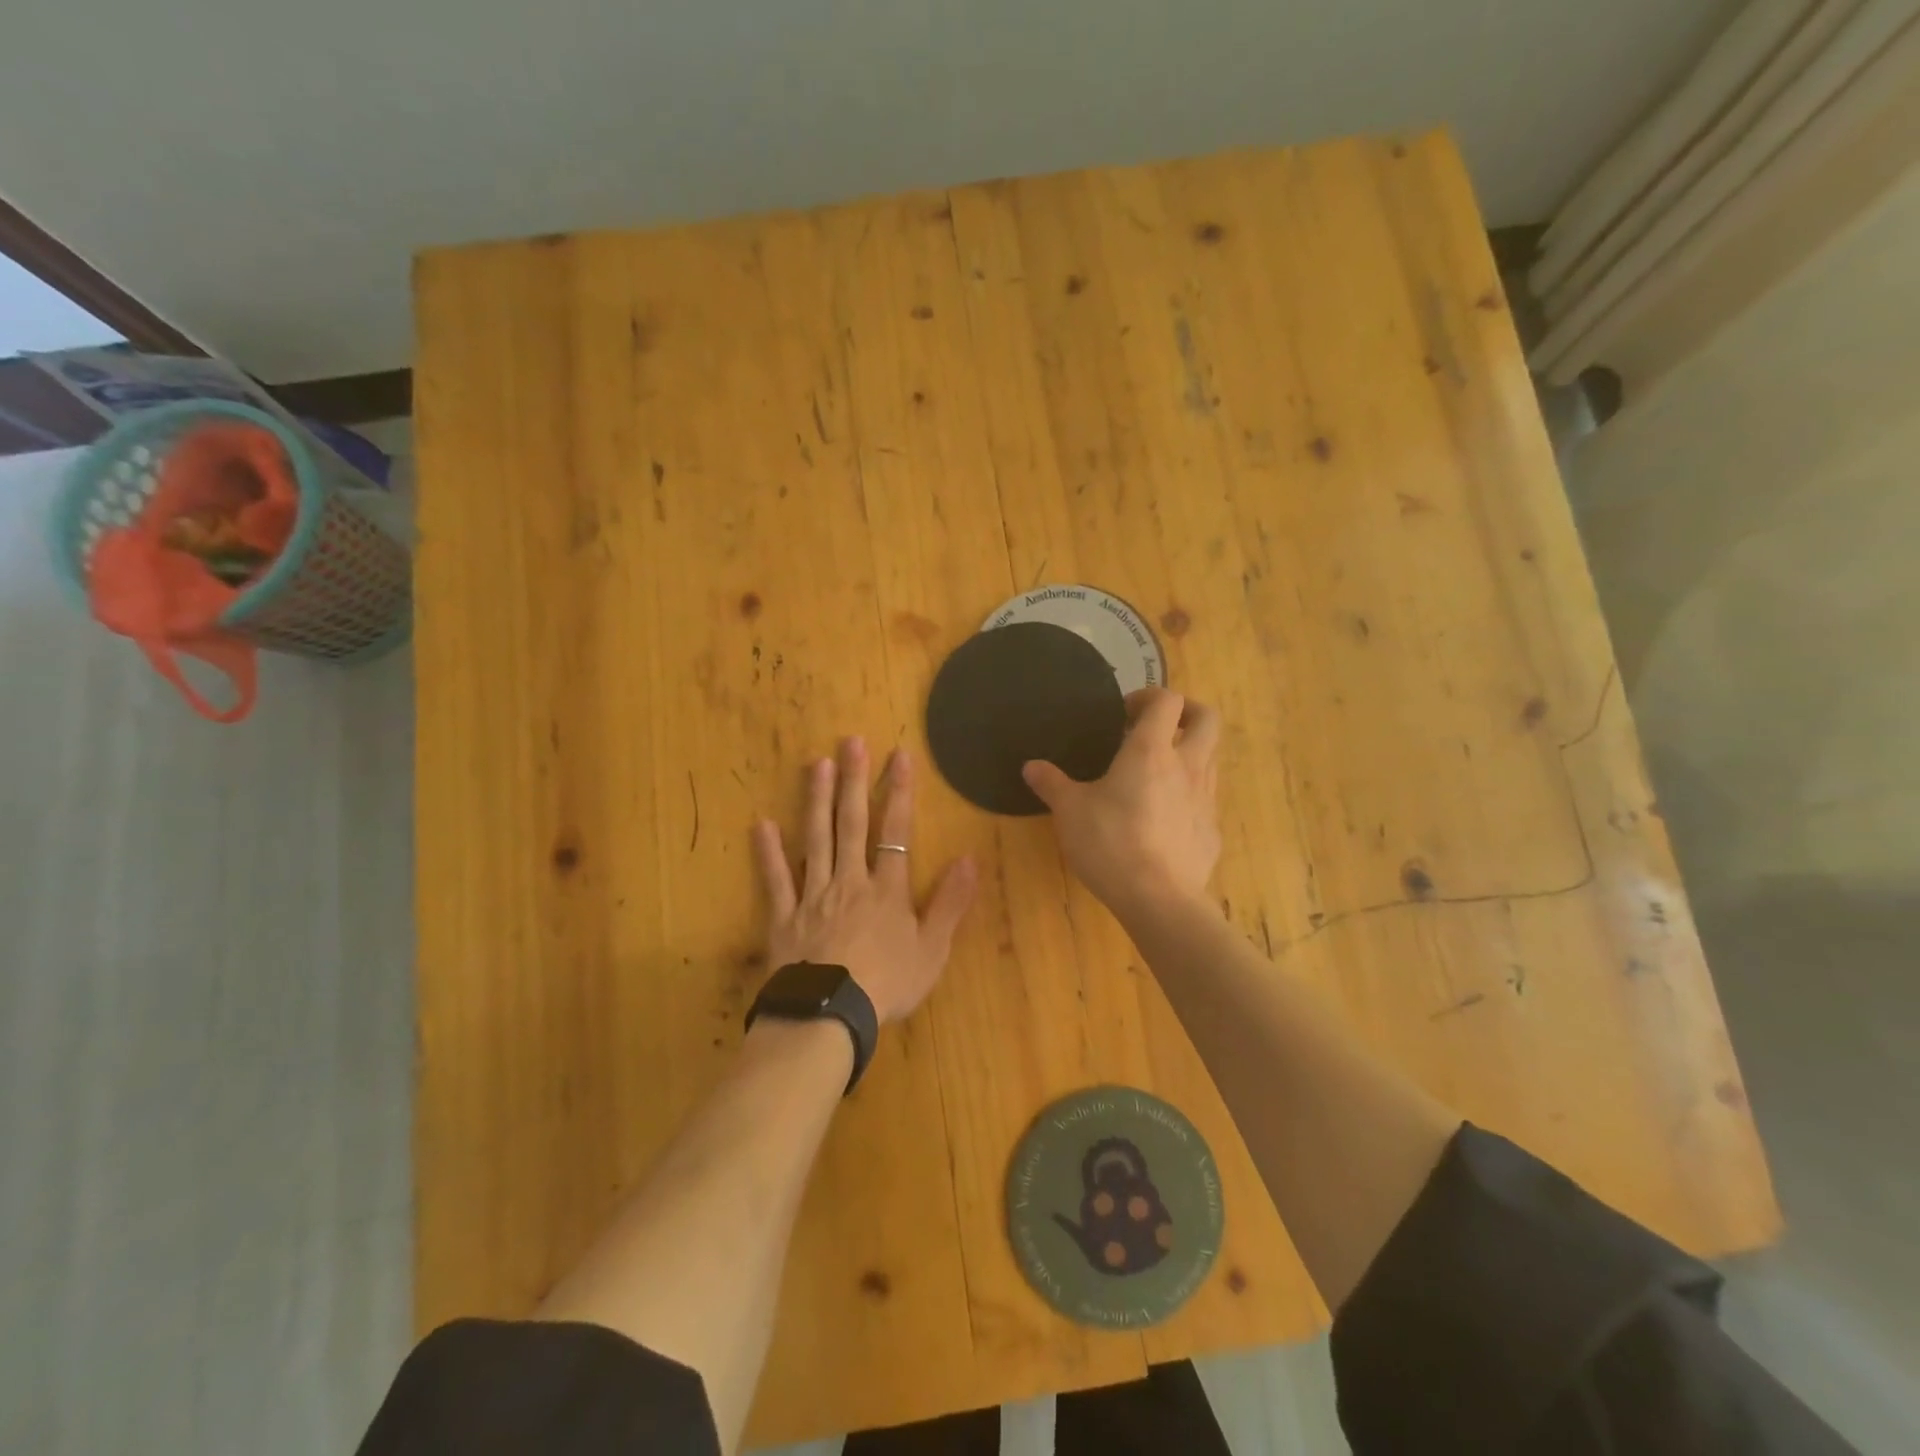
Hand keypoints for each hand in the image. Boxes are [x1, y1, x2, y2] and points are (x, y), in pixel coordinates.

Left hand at [753, 737, 977, 1026]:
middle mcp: (849, 881)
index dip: (899, 793)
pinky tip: (761, 824)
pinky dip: (768, 853)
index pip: (896, 831)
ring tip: (817, 764)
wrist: (830, 1016)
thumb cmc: (887, 984)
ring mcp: (813, 896)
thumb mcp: (932, 949)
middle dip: (854, 782)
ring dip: (817, 800)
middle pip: (852, 824)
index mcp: (886, 889)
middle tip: (851, 742)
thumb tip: (969, 858)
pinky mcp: (784, 918)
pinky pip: (776, 880)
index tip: (899, 756)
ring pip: (816, 840)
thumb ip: (950, 903)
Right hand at [1023, 689, 1221, 916]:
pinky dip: (1188, 795)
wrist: (1159, 899)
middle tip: (1157, 726)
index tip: (1125, 713)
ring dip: (1188, 753)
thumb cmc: (1110, 843)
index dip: (1149, 696)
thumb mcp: (1069, 812)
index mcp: (1151, 751)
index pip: (1167, 701)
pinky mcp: (1211, 830)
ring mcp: (1205, 798)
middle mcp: (1187, 766)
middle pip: (1206, 719)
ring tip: (1156, 773)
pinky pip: (1205, 799)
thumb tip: (1031, 766)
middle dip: (1186, 712)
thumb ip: (1051, 784)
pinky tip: (1163, 818)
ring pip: (1210, 758)